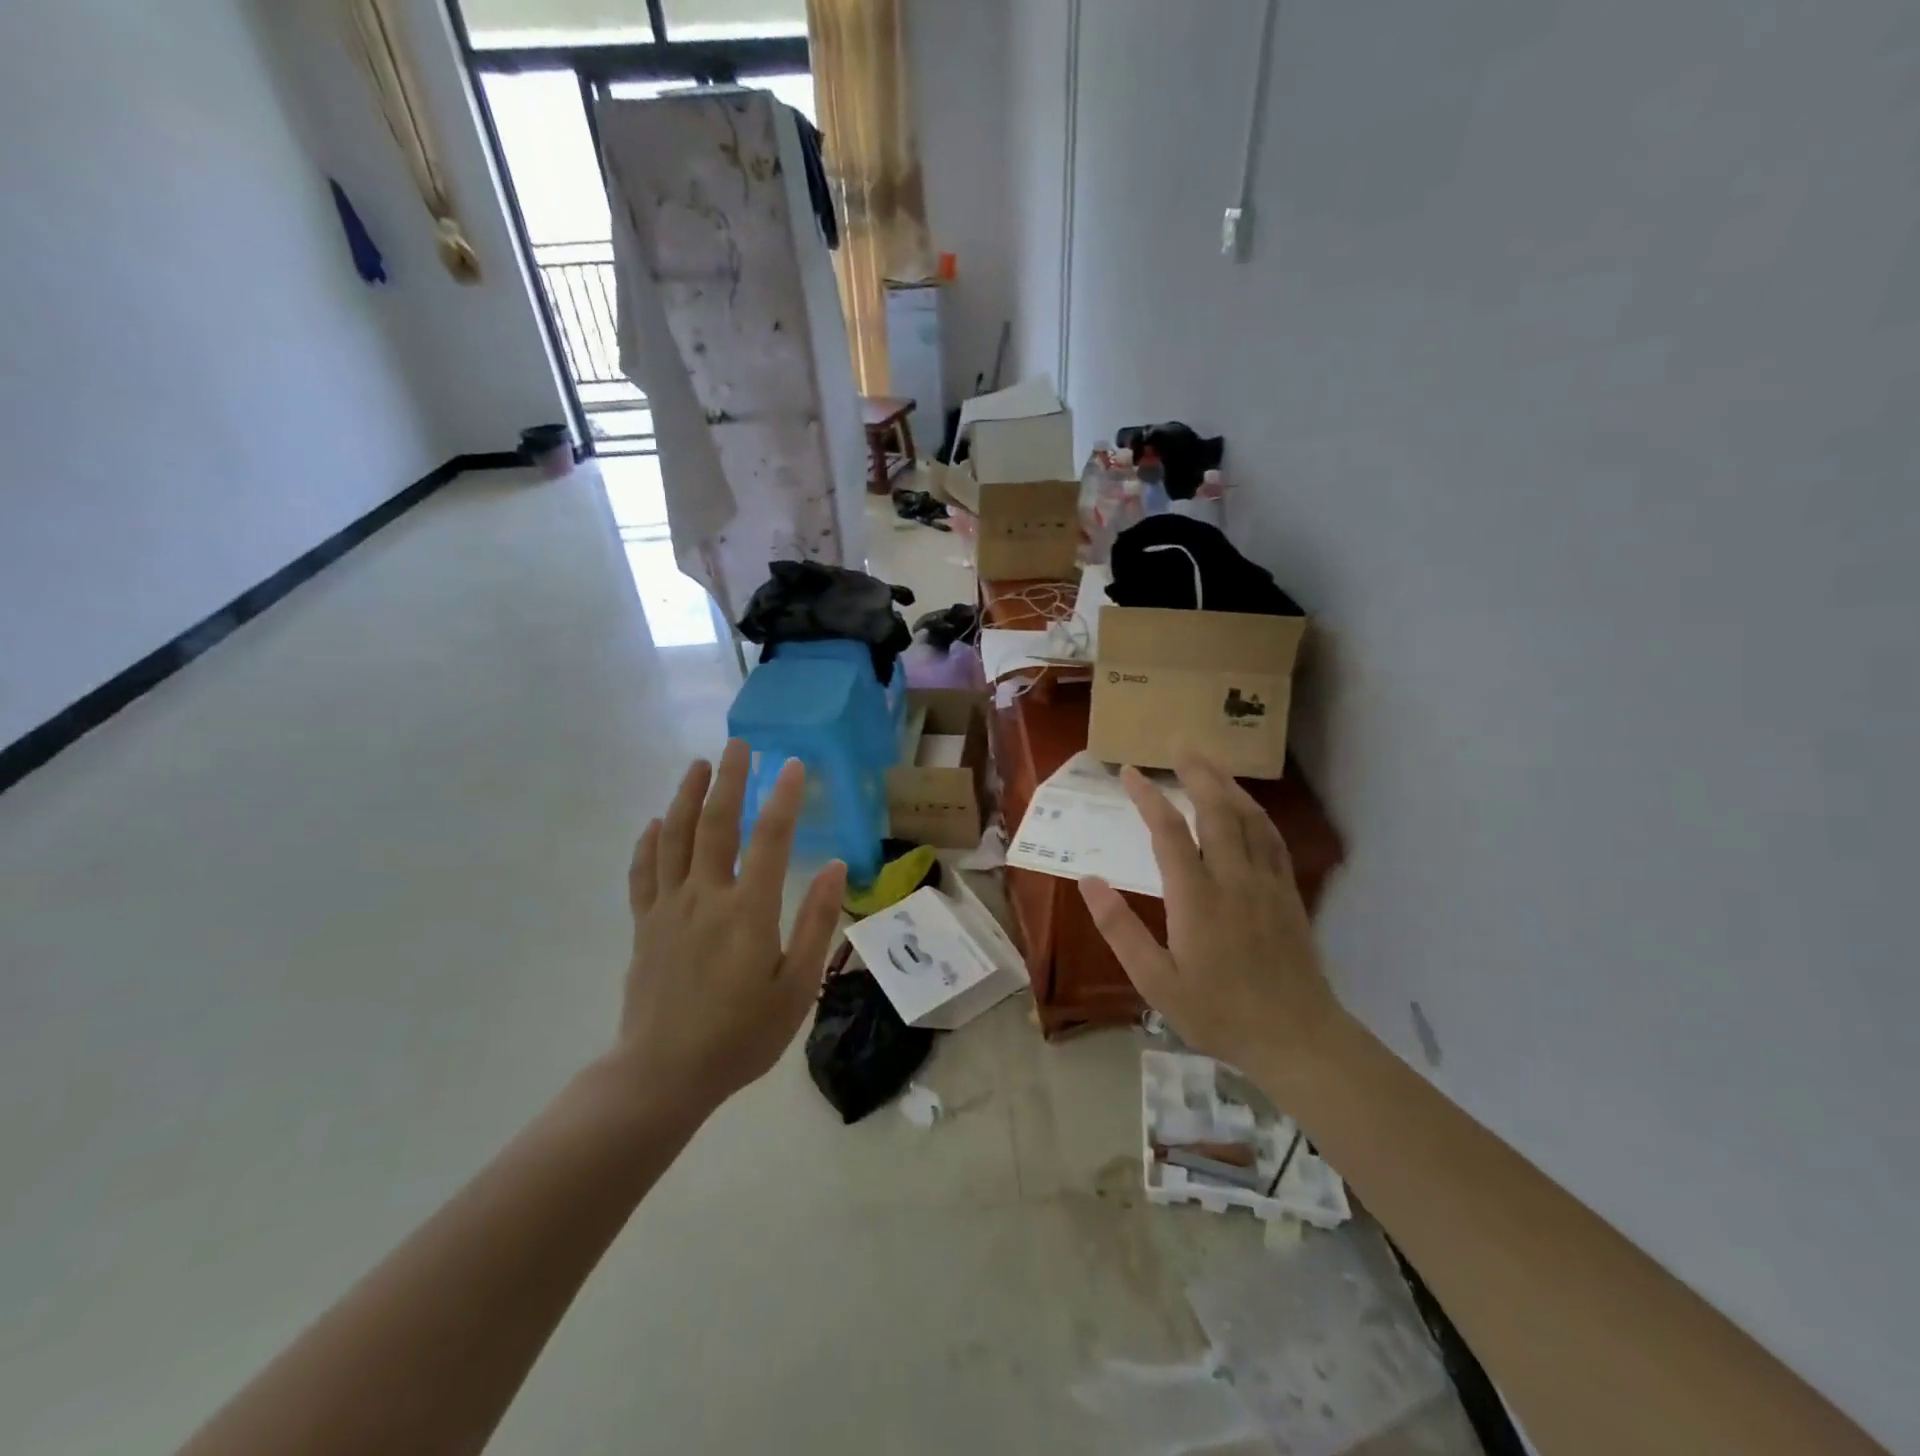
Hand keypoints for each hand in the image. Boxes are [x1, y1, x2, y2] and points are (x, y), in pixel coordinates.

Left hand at [619, 742, 845, 1116]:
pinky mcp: (644, 925)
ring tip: (698, 765)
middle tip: (739, 744)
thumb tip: (834, 867)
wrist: (663, 1075)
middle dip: (730, 780)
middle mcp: (705, 897)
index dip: (784, 798)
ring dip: (687, 797)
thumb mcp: (795, 987)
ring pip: (676, 838)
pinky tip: (656, 822)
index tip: (794, 764)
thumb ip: (815, 923)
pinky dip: (650, 842)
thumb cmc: (740, 1035)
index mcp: (747, 912)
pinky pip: (643, 873)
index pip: (770, 839)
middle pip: (716, 825)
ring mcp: (668, 909)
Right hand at [1078, 753, 1338, 1077]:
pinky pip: (1272, 839)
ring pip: (1249, 818)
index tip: (1129, 771)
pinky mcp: (1287, 893)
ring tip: (1209, 762)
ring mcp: (1266, 883)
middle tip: (1180, 744)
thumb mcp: (1156, 982)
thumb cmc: (1218, 1013)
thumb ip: (1120, 929)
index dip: (1148, 797)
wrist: (1297, 1038)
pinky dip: (1256, 812)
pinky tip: (1248, 806)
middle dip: (1197, 773)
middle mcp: (1234, 879)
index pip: (1169, 833)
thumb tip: (1089, 882)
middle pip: (1217, 811)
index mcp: (1197, 899)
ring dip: (1228, 784)